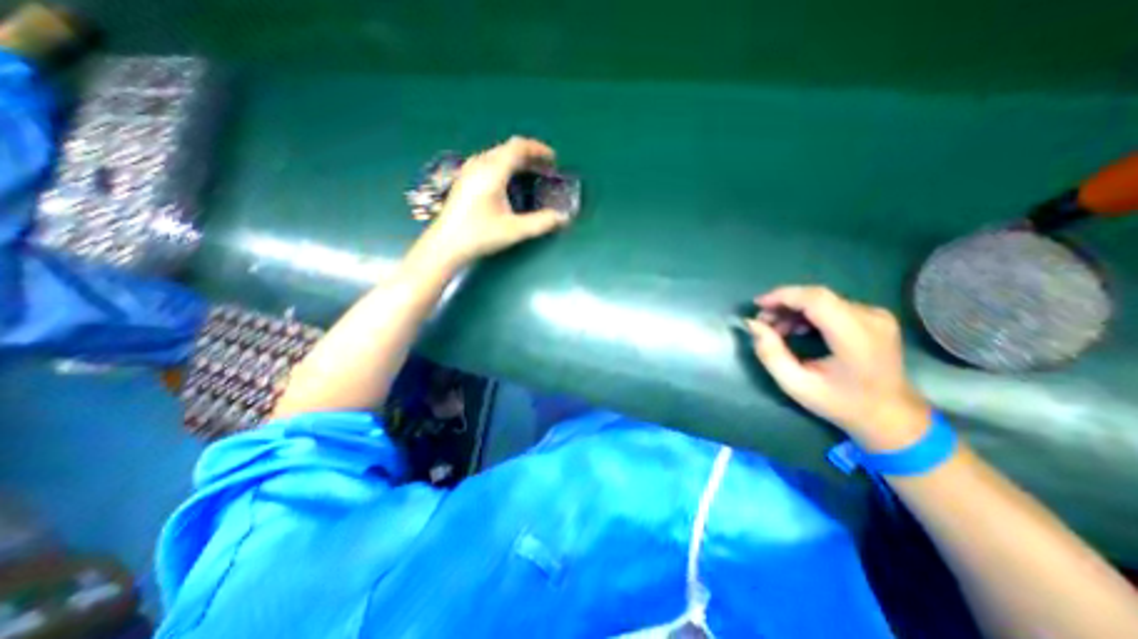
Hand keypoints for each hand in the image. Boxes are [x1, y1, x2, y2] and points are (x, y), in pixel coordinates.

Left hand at [418, 138, 572, 267]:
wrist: (446, 245)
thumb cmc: (479, 235)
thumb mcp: (514, 230)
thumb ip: (541, 223)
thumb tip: (563, 218)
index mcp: (492, 171)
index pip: (517, 147)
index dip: (538, 149)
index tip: (553, 159)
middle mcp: (479, 165)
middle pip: (507, 148)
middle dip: (530, 155)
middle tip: (545, 169)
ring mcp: (469, 171)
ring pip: (497, 154)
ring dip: (517, 160)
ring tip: (531, 174)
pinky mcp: (464, 179)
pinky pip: (489, 162)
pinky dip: (505, 166)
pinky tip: (509, 183)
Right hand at [749, 286, 933, 450]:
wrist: (892, 416)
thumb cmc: (841, 403)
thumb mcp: (796, 385)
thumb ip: (771, 353)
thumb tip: (753, 324)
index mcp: (856, 337)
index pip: (816, 299)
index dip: (783, 296)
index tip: (757, 305)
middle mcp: (870, 318)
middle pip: (817, 296)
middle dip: (783, 304)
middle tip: (762, 322)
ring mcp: (875, 316)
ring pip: (822, 300)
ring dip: (793, 310)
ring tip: (776, 330)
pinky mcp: (874, 317)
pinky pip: (832, 305)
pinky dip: (807, 314)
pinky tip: (796, 330)